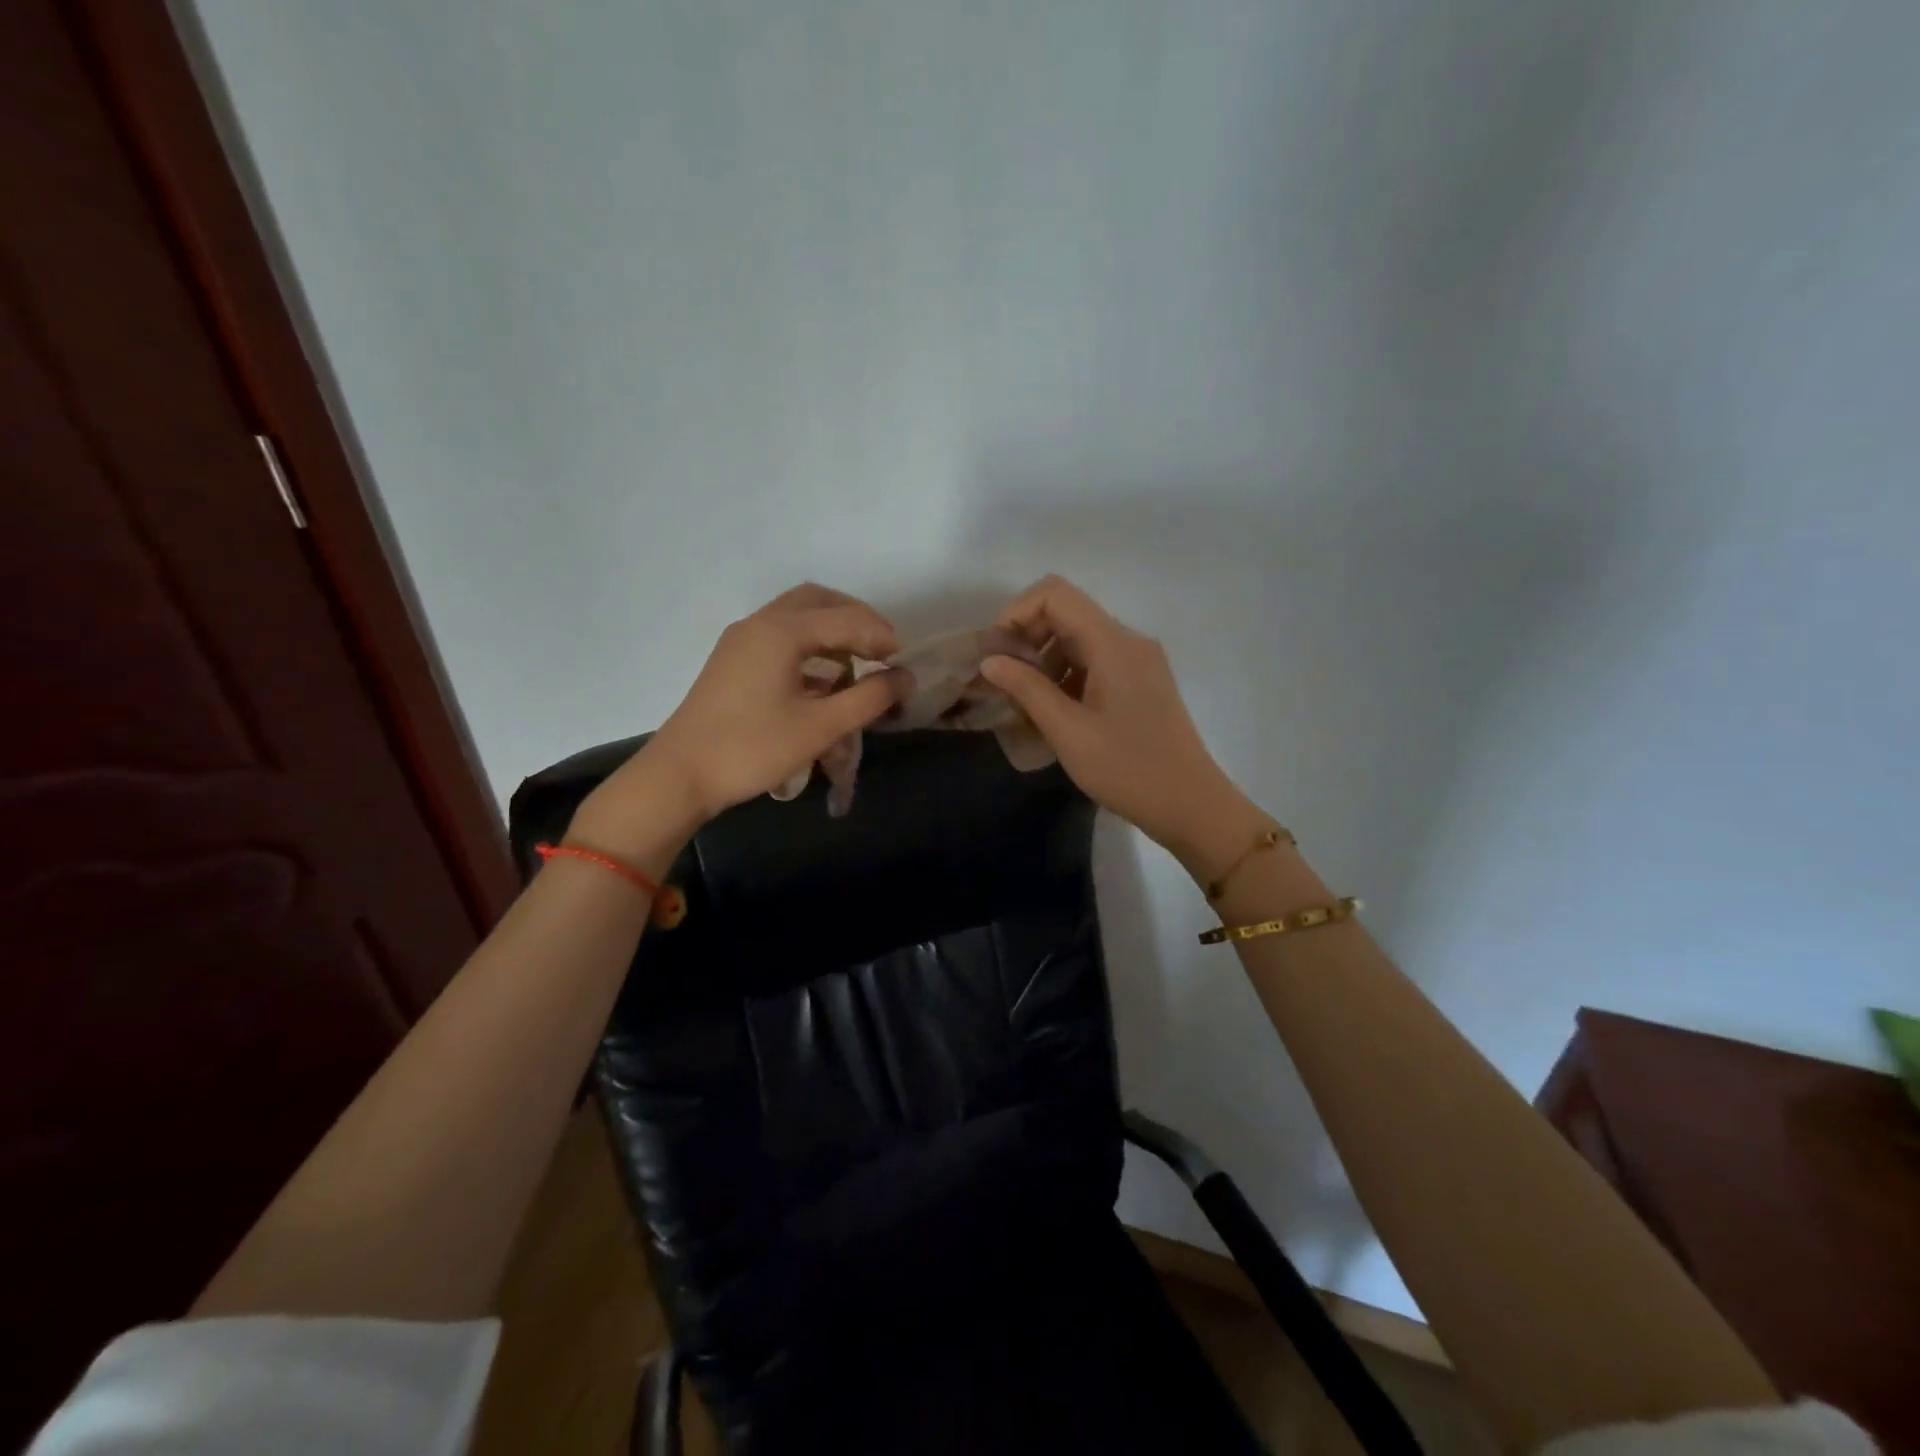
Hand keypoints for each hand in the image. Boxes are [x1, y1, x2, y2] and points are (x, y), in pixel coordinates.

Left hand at [578, 586, 903, 847]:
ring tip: (857, 666)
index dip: (882, 637)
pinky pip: (780, 637)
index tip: (905, 664)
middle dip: (856, 620)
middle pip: (819, 601)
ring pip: (797, 616)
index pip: (846, 618)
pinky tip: (824, 682)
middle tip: (882, 651)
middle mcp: (760, 624)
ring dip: (832, 632)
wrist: (680, 776)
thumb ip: (869, 698)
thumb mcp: (820, 727)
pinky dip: (810, 647)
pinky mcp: (732, 661)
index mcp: (781, 631)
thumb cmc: (753, 749)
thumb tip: (905, 677)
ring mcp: (741, 640)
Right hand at [981, 576, 1264, 871]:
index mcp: (1113, 643)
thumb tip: (989, 660)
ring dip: (1043, 662)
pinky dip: (1065, 677)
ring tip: (1023, 705)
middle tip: (1003, 683)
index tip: (996, 654)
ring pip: (1077, 640)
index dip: (1016, 613)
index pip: (1054, 594)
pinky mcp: (1140, 682)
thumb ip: (1027, 689)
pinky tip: (1051, 714)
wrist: (1191, 805)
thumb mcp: (1068, 732)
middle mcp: (1128, 641)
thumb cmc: (1128, 769)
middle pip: (1065, 613)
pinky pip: (1093, 663)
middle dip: (1026, 640)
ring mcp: (1137, 661)